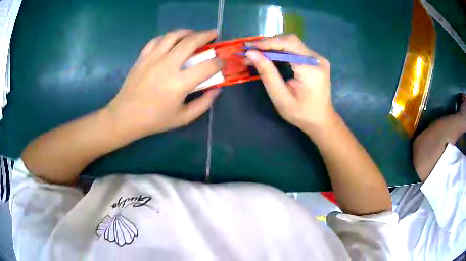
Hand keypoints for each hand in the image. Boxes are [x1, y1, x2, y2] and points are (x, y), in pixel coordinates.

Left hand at [106, 29, 222, 138]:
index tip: (222, 61)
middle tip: (214, 33)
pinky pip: (157, 40)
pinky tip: (172, 39)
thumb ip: (204, 104)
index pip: (207, 66)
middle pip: (191, 42)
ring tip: (194, 33)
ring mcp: (153, 59)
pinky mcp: (142, 57)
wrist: (125, 116)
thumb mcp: (183, 118)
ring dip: (188, 31)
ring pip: (173, 35)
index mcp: (179, 84)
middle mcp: (167, 66)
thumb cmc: (155, 120)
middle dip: (206, 35)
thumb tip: (217, 89)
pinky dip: (168, 37)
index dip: (219, 62)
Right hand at [246, 34, 335, 132]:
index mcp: (311, 67)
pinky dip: (282, 51)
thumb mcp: (280, 96)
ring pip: (293, 44)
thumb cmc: (301, 113)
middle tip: (251, 50)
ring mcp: (318, 59)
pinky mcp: (316, 61)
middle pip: (290, 41)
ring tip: (257, 53)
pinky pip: (296, 50)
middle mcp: (317, 59)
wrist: (321, 121)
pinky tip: (271, 56)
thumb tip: (251, 54)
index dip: (267, 43)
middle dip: (269, 43)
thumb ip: (267, 73)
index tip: (248, 47)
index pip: (288, 44)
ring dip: (274, 47)